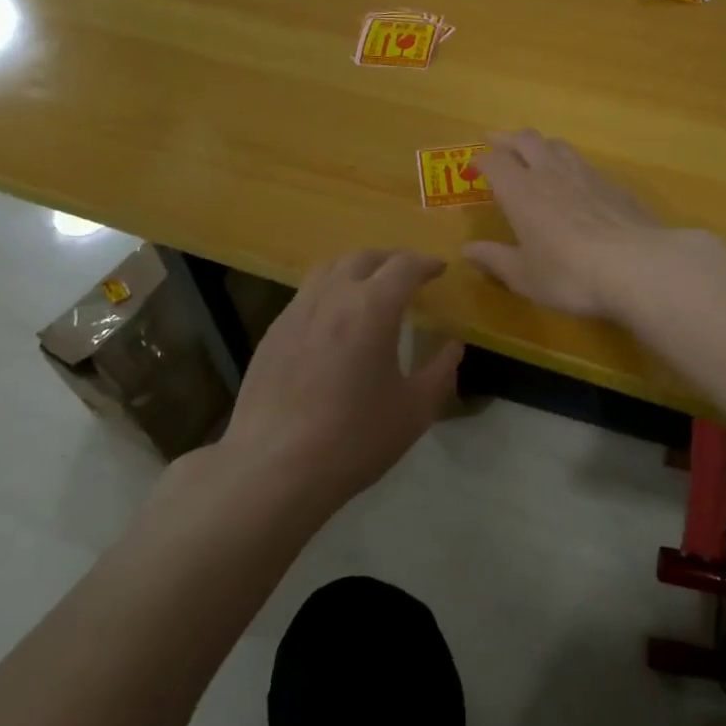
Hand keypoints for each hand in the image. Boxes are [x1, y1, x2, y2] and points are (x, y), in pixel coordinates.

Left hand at [220, 249, 462, 503]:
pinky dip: (329, 291)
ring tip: (370, 289)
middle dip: (391, 260)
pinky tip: (334, 321)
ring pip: (329, 269)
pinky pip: (306, 294)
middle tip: (408, 275)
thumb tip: (453, 346)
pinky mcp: (273, 332)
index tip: (439, 269)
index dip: (426, 263)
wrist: (274, 468)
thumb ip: (440, 371)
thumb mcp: (414, 410)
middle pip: (364, 257)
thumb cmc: (355, 439)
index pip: (404, 266)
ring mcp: (296, 311)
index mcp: (372, 308)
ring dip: (356, 269)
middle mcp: (332, 296)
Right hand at [463, 130, 672, 318]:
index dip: (480, 161)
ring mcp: (587, 175)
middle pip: (526, 139)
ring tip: (535, 156)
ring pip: (559, 145)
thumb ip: (495, 260)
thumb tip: (467, 250)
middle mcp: (551, 173)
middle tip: (497, 143)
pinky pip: (587, 166)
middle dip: (508, 139)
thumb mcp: (525, 276)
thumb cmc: (569, 274)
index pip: (494, 162)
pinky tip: (577, 184)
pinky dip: (572, 167)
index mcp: (521, 192)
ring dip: (541, 146)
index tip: (472, 167)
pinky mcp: (615, 186)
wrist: (637, 266)